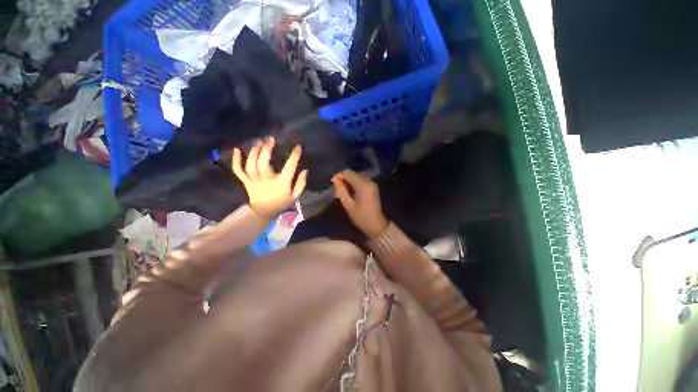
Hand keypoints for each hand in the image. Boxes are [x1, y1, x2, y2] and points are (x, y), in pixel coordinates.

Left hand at [232, 138, 307, 218]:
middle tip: (271, 140)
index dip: (294, 156)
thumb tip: (305, 170)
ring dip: (254, 152)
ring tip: (259, 143)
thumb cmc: (282, 202)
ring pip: (251, 165)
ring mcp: (254, 181)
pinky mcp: (245, 181)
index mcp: (281, 184)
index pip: (289, 168)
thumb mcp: (295, 196)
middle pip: (263, 163)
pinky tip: (237, 149)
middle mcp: (267, 180)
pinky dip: (236, 160)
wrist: (264, 212)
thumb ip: (301, 184)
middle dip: (266, 150)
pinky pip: (238, 170)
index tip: (298, 147)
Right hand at [332, 170, 388, 237]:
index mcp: (363, 185)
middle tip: (336, 186)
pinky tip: (350, 189)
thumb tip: (335, 180)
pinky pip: (362, 180)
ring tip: (342, 188)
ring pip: (358, 176)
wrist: (376, 225)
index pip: (349, 174)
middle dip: (344, 177)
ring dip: (349, 179)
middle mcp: (369, 181)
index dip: (339, 175)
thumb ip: (341, 191)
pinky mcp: (373, 187)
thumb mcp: (348, 205)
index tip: (332, 181)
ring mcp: (372, 184)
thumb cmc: (361, 217)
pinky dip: (355, 182)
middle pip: (354, 173)